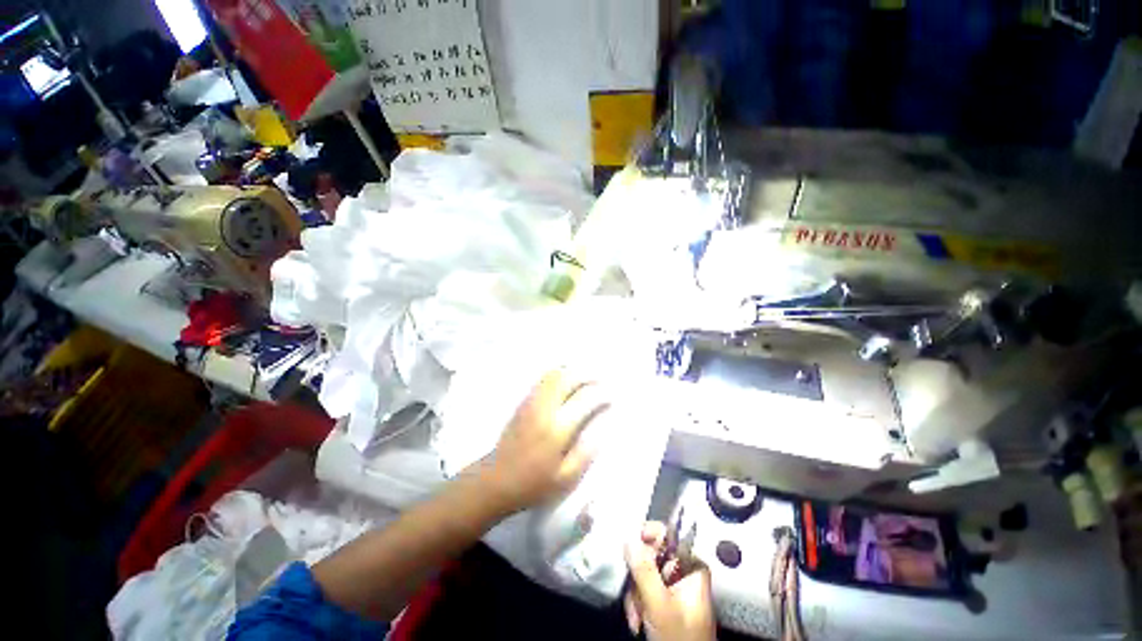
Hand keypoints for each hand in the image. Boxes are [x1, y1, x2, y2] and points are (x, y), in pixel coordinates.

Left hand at [476, 369, 608, 514]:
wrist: (496, 480)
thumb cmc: (534, 483)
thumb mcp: (566, 477)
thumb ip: (587, 451)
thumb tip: (602, 427)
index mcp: (557, 429)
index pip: (584, 399)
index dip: (601, 395)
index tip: (610, 397)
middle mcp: (544, 409)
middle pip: (568, 378)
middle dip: (588, 375)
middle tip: (600, 381)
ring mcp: (532, 402)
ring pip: (555, 375)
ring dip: (573, 371)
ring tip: (586, 376)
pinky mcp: (524, 402)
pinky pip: (544, 379)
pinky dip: (559, 374)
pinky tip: (567, 379)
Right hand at [625, 522, 715, 640]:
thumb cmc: (680, 637)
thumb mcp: (660, 604)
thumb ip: (645, 570)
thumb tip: (629, 538)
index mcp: (692, 566)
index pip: (669, 535)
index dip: (648, 535)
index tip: (631, 544)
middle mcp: (684, 571)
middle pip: (652, 556)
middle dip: (638, 579)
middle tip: (635, 597)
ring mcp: (674, 587)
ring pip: (645, 574)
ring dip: (636, 596)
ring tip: (638, 618)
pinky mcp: (666, 601)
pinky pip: (645, 590)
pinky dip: (638, 604)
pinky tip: (638, 622)